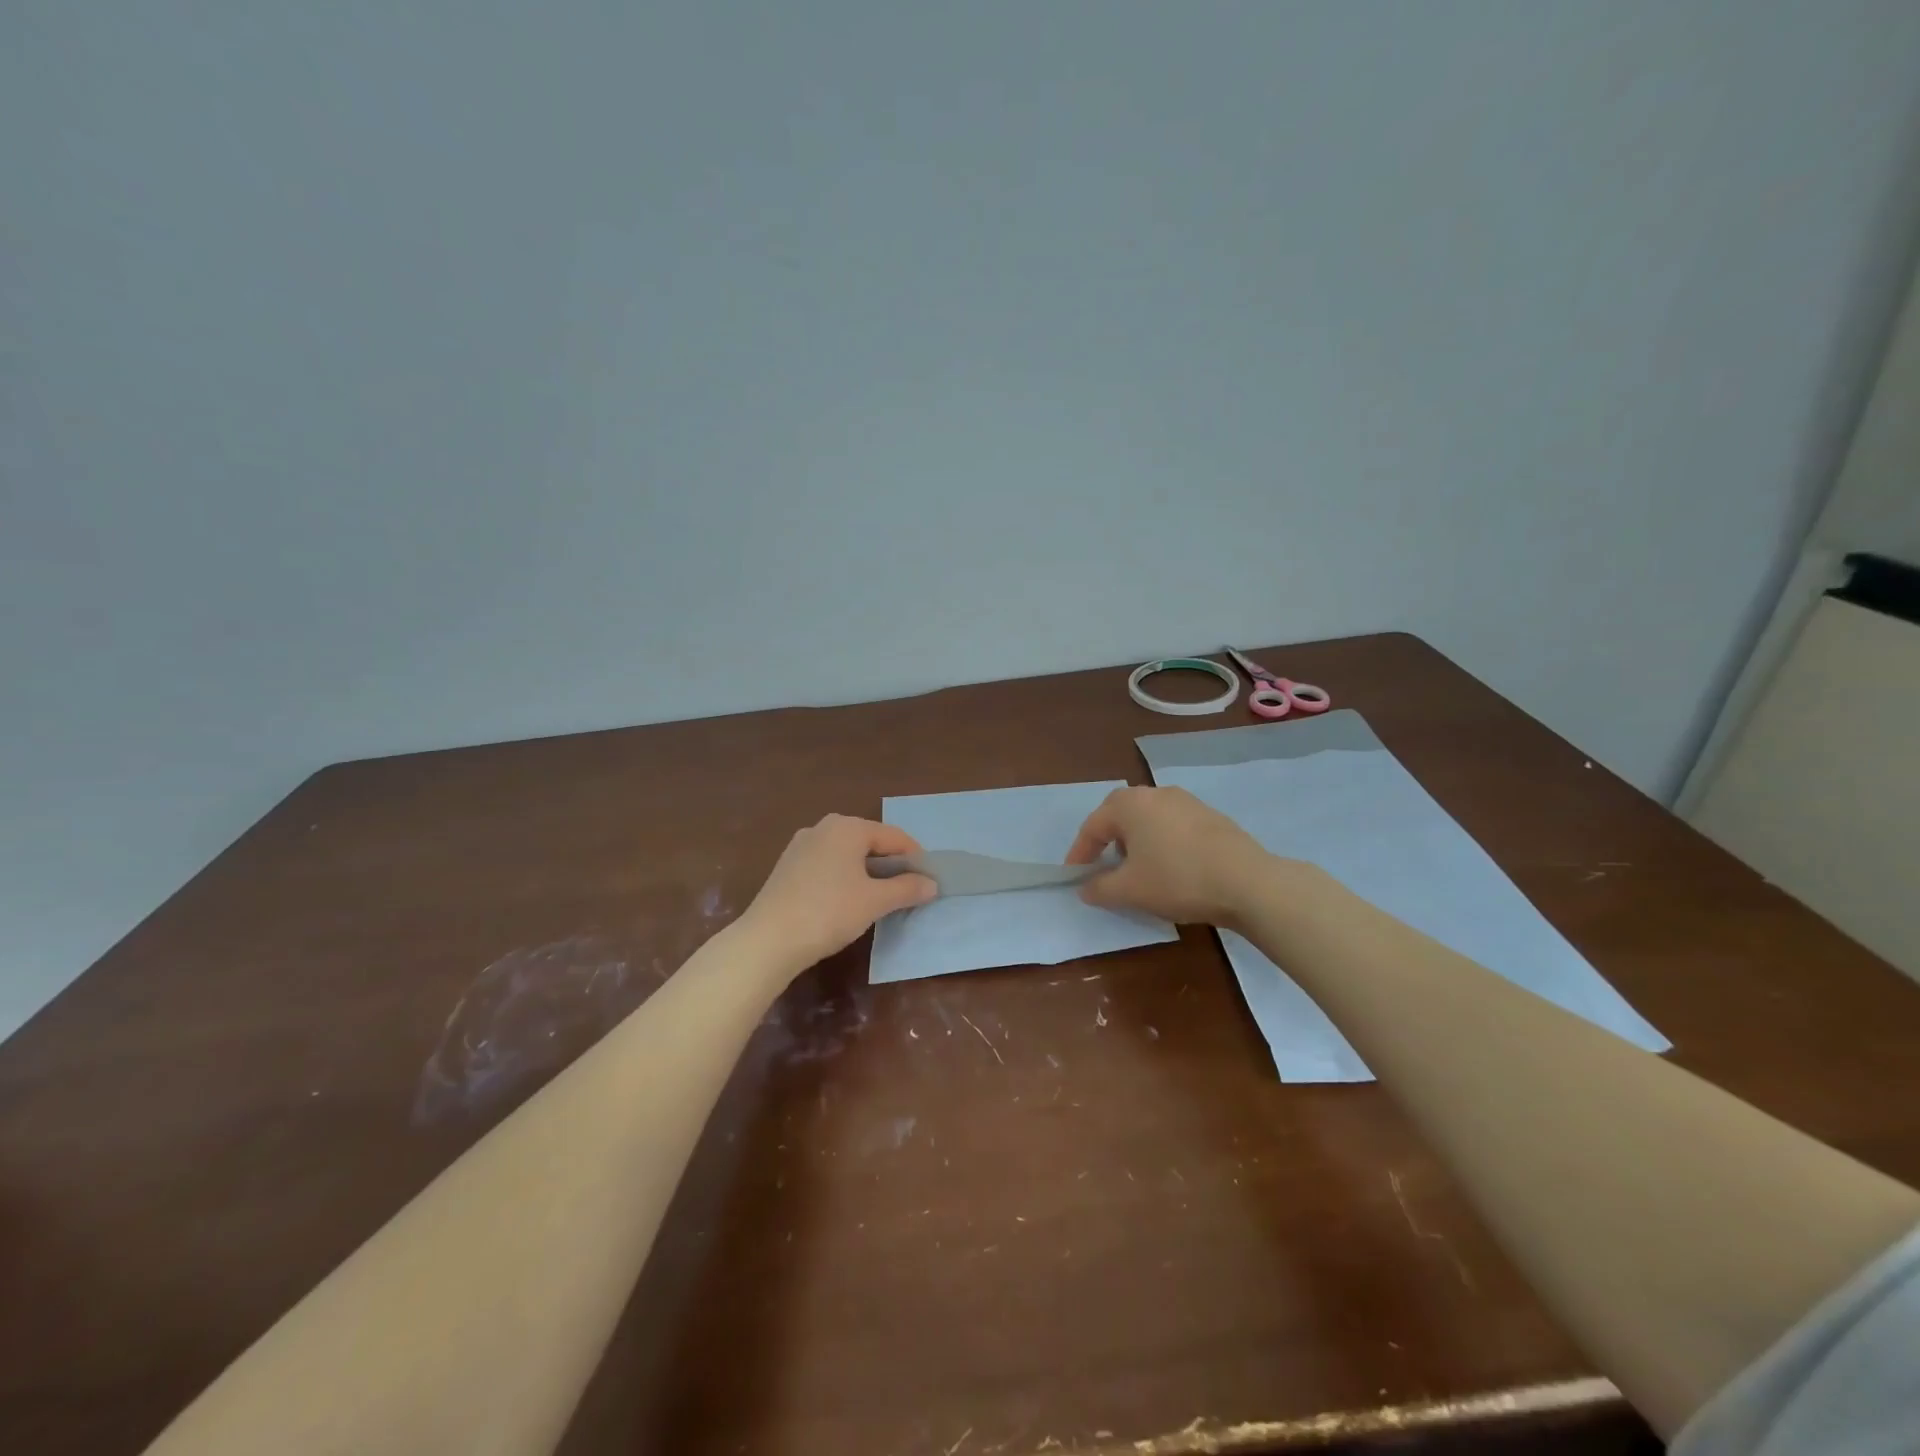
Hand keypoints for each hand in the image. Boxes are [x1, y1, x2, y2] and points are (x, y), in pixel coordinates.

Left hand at [739, 815, 937, 974]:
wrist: (768, 940)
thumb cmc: (829, 912)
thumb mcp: (875, 901)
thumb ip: (906, 889)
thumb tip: (931, 884)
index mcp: (848, 827)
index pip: (894, 836)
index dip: (915, 857)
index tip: (929, 880)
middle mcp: (824, 827)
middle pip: (869, 841)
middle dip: (891, 863)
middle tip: (908, 889)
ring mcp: (801, 845)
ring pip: (847, 853)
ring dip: (867, 871)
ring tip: (881, 896)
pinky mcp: (787, 866)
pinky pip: (827, 864)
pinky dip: (844, 876)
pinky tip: (848, 900)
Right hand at [1065, 786, 1273, 925]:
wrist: (1247, 882)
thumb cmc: (1177, 879)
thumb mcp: (1129, 890)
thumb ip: (1099, 888)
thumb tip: (1085, 888)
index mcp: (1130, 805)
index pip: (1092, 826)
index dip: (1079, 853)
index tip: (1075, 877)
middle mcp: (1155, 794)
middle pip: (1120, 814)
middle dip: (1107, 840)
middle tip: (1103, 866)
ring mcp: (1186, 801)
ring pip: (1148, 818)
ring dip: (1135, 840)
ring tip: (1137, 869)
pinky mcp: (1210, 816)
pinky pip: (1172, 825)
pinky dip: (1161, 842)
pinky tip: (1170, 867)